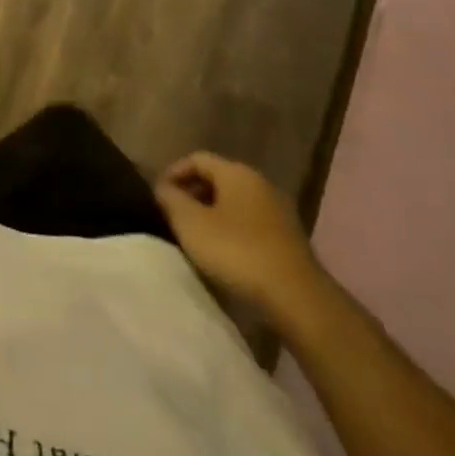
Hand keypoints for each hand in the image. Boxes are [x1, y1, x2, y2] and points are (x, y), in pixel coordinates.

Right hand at [155, 152, 330, 329]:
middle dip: (192, 193)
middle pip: (217, 178)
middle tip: (173, 215)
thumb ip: (171, 200)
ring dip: (212, 212)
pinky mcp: (288, 236)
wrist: (296, 296)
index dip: (173, 172)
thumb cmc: (237, 252)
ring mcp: (278, 210)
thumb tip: (162, 187)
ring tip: (195, 235)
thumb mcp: (191, 224)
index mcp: (236, 172)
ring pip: (235, 201)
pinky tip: (223, 252)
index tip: (158, 195)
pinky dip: (231, 228)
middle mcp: (260, 182)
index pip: (197, 158)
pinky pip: (250, 221)